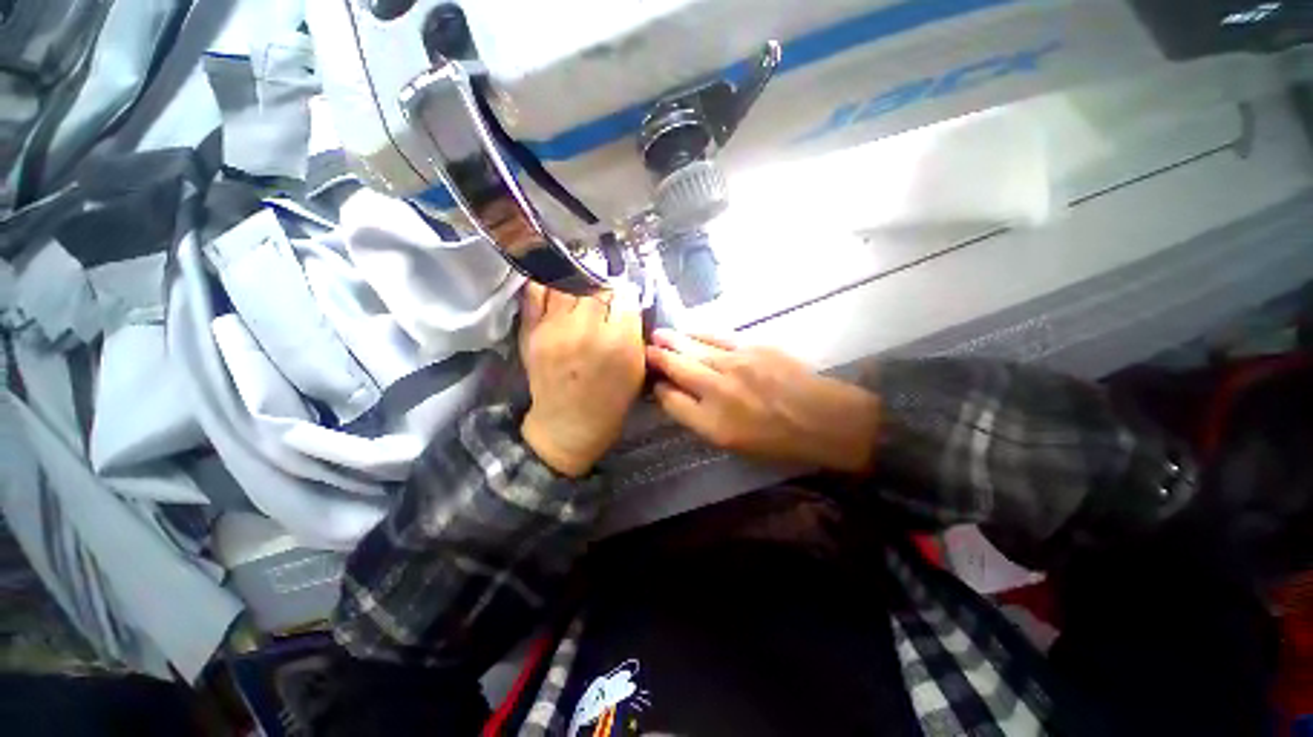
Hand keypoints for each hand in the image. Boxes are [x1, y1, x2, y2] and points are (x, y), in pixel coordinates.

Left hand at [519, 282, 644, 476]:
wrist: (569, 426)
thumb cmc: (611, 402)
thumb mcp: (637, 370)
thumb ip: (635, 334)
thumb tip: (629, 302)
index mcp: (618, 342)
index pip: (626, 297)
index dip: (628, 298)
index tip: (626, 303)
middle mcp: (586, 329)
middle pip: (599, 288)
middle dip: (607, 293)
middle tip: (606, 303)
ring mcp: (554, 328)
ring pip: (570, 284)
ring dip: (581, 287)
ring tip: (584, 297)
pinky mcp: (531, 331)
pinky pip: (537, 292)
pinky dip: (548, 285)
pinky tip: (559, 290)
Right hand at [645, 330, 881, 473]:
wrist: (822, 418)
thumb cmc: (777, 440)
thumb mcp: (732, 444)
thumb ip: (699, 419)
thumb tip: (676, 396)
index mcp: (712, 422)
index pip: (671, 401)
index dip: (659, 390)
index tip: (655, 384)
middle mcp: (718, 390)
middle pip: (678, 368)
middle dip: (658, 358)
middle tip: (645, 350)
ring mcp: (735, 365)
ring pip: (693, 348)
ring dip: (673, 341)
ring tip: (658, 335)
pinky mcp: (752, 348)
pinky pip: (717, 337)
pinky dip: (699, 334)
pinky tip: (689, 332)